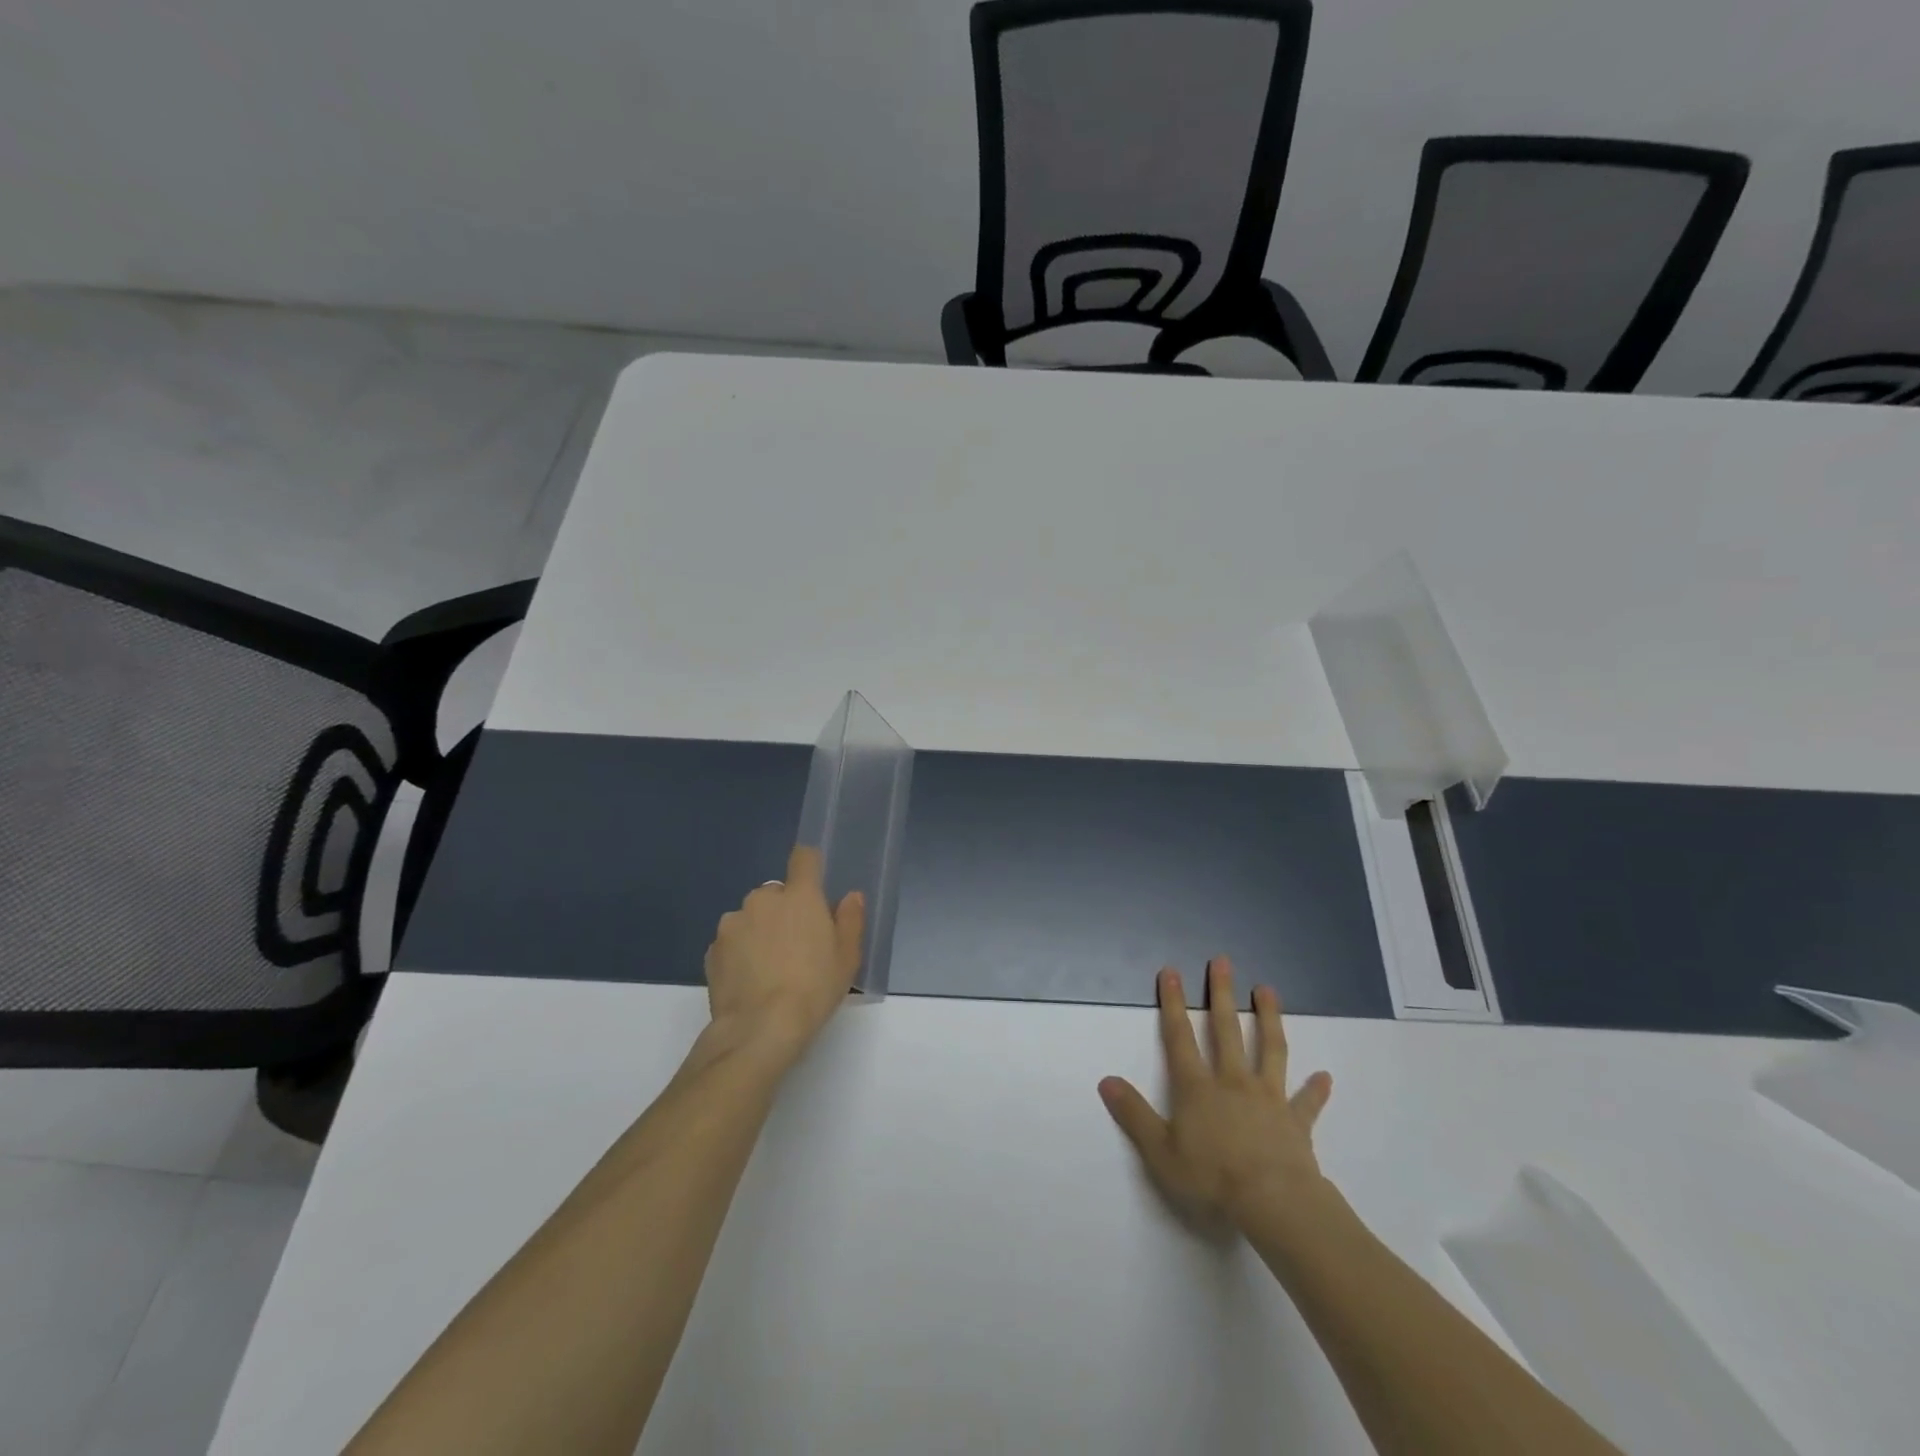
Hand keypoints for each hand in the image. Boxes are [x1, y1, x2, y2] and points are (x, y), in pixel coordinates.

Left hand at [703, 845, 864, 1057]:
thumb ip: (850, 920)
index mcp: (799, 895)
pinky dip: (740, 953)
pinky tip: (749, 981)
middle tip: (796, 945)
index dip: (809, 865)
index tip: (814, 883)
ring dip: (760, 931)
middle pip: (776, 893)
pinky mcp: (711, 949)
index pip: (804, 858)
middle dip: (784, 911)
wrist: (759, 1029)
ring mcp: (732, 923)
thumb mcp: (847, 958)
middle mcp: (762, 899)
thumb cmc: (813, 989)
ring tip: (769, 969)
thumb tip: (851, 896)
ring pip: (751, 917)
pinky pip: (732, 942)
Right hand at [1099, 957, 1333, 1233]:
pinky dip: (1315, 1089)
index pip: (1180, 1037)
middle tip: (1223, 961)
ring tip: (1268, 990)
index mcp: (1197, 1088)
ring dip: (1269, 1018)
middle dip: (1222, 994)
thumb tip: (1106, 1080)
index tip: (1171, 972)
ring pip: (1269, 1049)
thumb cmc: (1212, 1178)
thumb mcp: (1160, 1151)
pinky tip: (1325, 1077)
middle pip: (1226, 1030)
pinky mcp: (1296, 1122)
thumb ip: (1133, 1114)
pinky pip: (1306, 1102)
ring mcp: (1268, 1098)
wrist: (1274, 1204)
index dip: (1173, 1004)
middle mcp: (1232, 1082)